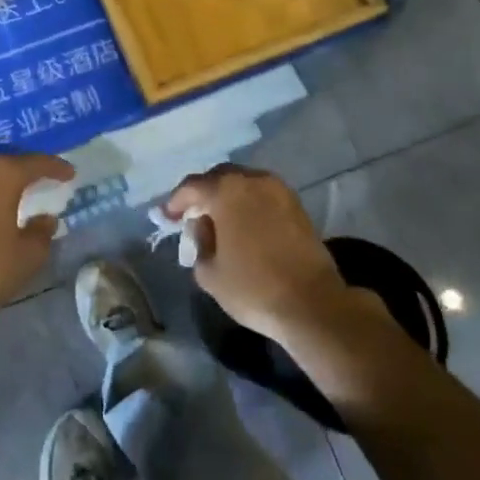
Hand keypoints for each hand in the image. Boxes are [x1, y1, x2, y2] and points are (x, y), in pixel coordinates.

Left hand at [0, 152, 71, 326]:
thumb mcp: (27, 256)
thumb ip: (42, 232)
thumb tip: (46, 219)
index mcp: (0, 175)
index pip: (35, 163)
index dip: (56, 167)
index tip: (70, 174)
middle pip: (6, 165)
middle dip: (25, 173)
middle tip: (43, 182)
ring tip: (14, 200)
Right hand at [166, 165, 367, 348]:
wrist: (311, 303)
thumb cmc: (253, 287)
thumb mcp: (209, 272)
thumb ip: (198, 242)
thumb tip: (203, 226)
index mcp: (226, 190)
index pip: (192, 186)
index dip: (176, 201)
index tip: (167, 217)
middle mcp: (252, 180)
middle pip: (219, 177)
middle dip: (203, 194)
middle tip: (193, 215)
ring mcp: (278, 189)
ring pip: (243, 183)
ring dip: (228, 197)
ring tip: (220, 220)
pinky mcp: (296, 204)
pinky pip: (262, 194)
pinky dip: (249, 203)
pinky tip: (245, 225)